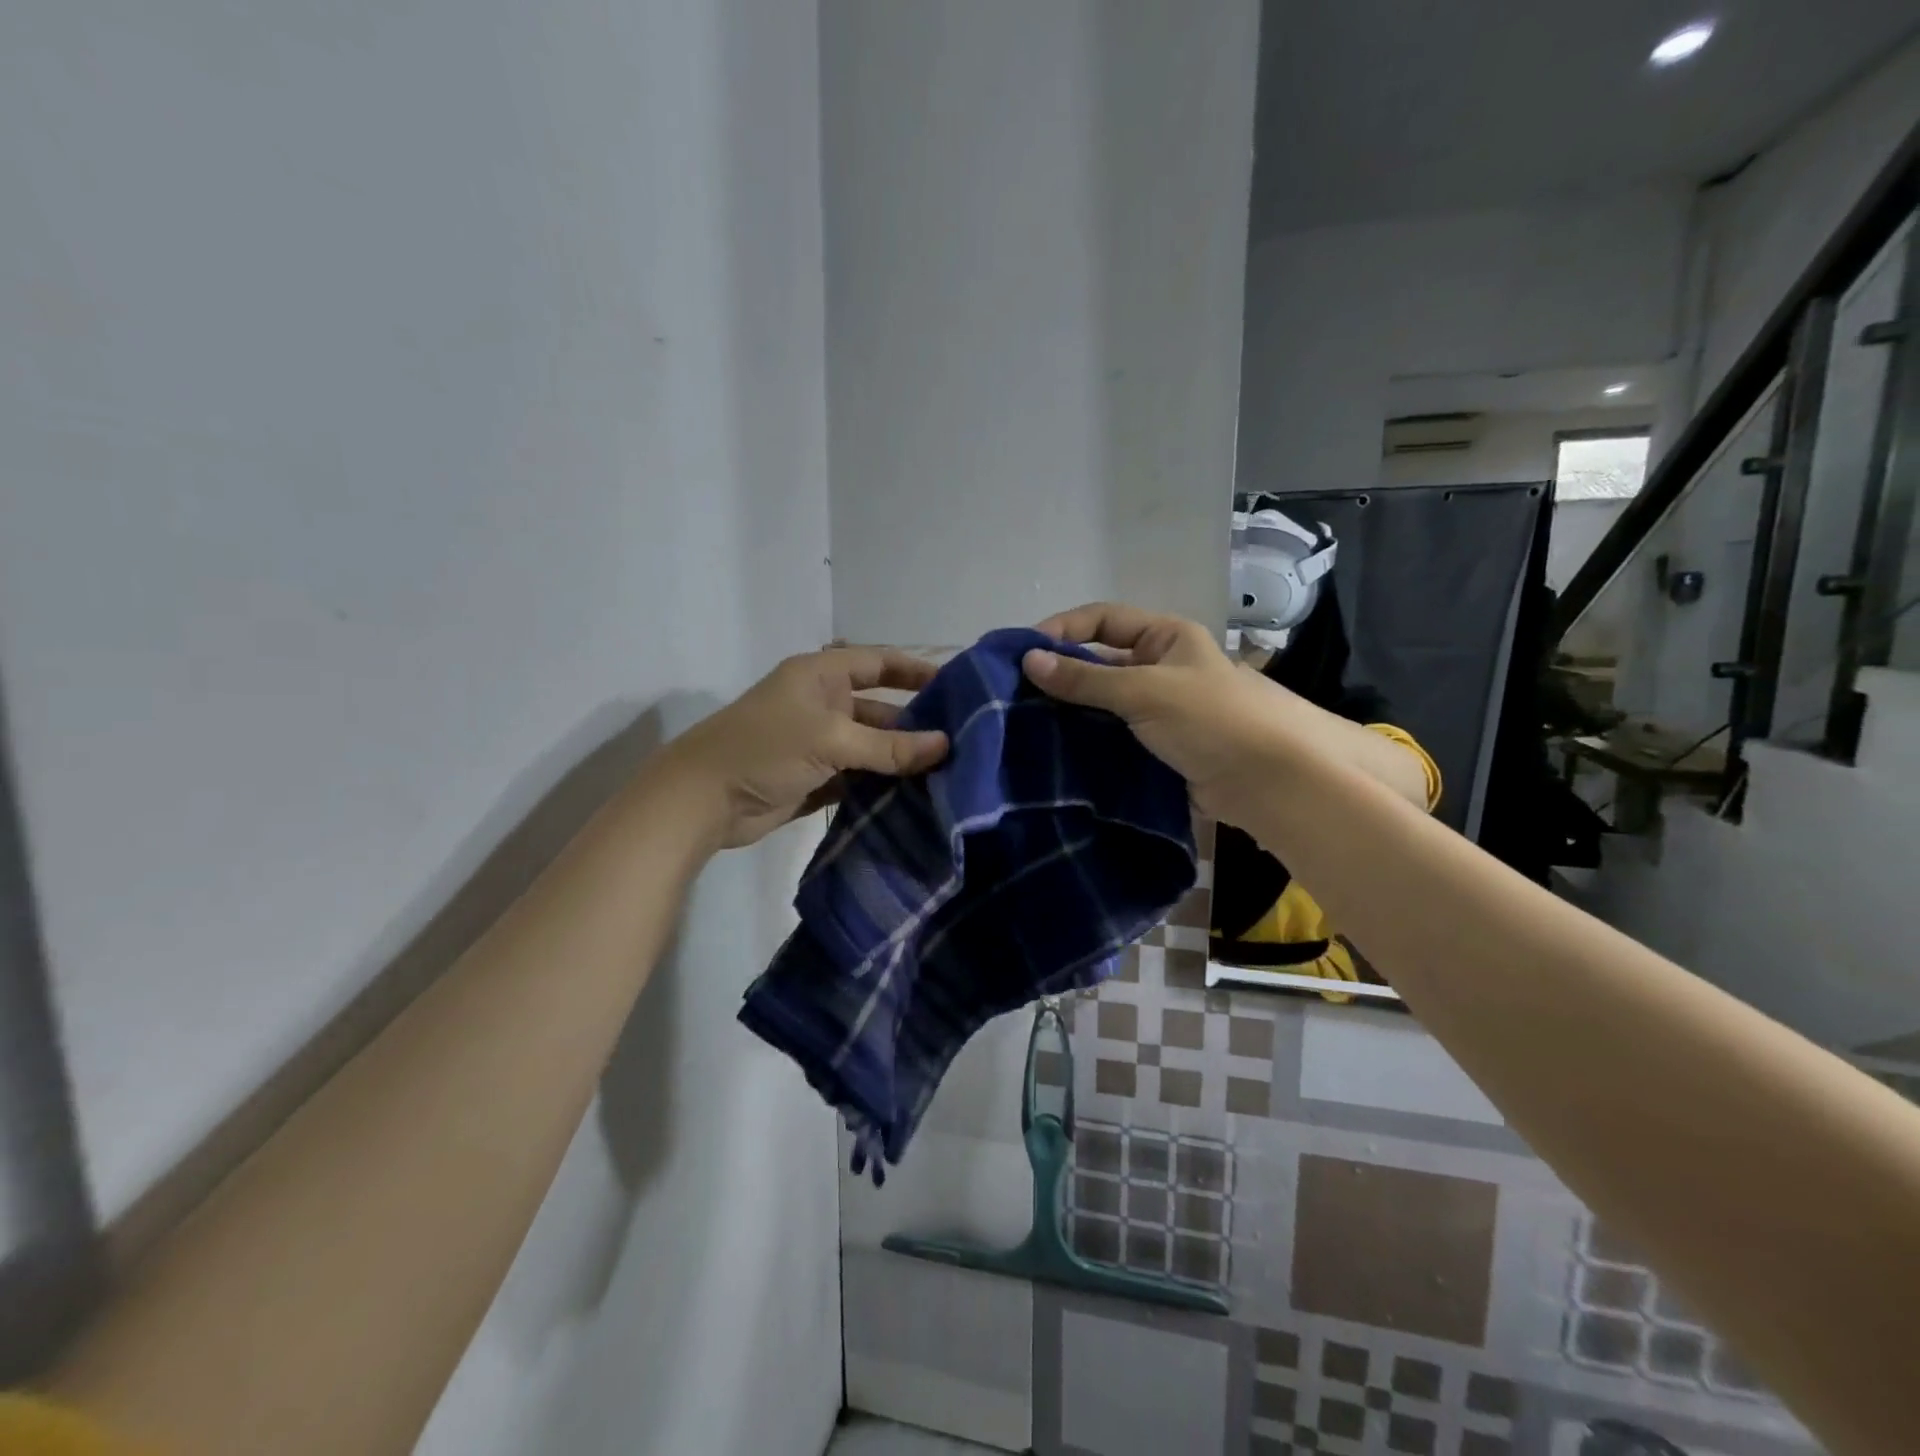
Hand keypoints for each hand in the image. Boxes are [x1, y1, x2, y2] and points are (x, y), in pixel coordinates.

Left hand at [662, 647, 949, 848]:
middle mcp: (823, 704)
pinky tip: (918, 796)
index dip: (917, 670)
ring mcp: (819, 743)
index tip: (959, 686)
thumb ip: (889, 746)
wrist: (702, 801)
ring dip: (902, 758)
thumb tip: (946, 746)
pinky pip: (860, 776)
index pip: (879, 663)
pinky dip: (883, 784)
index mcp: (821, 676)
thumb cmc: (765, 749)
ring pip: (872, 746)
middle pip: (881, 708)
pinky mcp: (816, 777)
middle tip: (962, 741)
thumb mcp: (831, 740)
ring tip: (949, 772)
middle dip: (916, 723)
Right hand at [1023, 603, 1302, 820]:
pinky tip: (1055, 751)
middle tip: (1014, 694)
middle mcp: (1160, 667)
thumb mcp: (1145, 690)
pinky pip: (1113, 736)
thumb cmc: (1211, 718)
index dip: (1063, 629)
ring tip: (1025, 725)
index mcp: (1165, 637)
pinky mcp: (1157, 747)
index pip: (1102, 619)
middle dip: (1060, 675)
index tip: (1024, 653)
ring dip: (1070, 712)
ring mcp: (1158, 710)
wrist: (1269, 782)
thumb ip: (1085, 679)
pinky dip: (1086, 741)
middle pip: (1099, 662)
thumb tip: (1027, 660)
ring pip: (1102, 703)